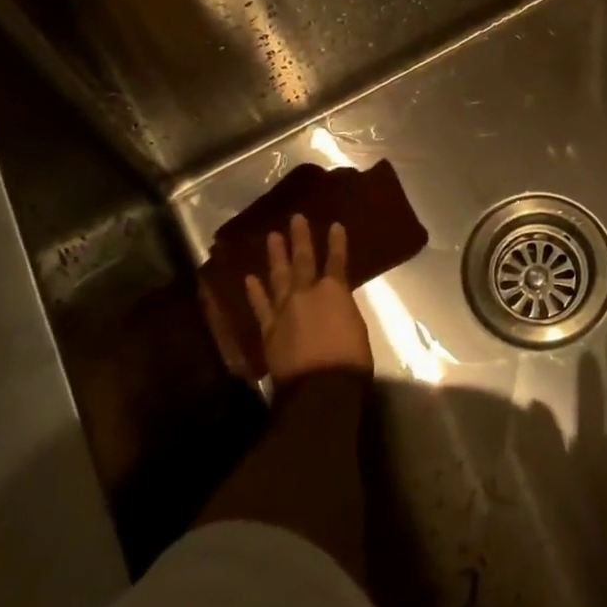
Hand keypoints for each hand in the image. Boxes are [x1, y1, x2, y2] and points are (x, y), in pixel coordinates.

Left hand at [245, 215, 372, 388]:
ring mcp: (285, 309)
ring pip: (279, 276)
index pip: (337, 260)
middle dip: (301, 238)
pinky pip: (261, 306)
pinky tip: (250, 278)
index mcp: (335, 291)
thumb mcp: (356, 327)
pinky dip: (255, 291)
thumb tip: (335, 305)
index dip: (337, 242)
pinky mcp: (269, 329)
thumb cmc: (350, 359)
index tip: (335, 225)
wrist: (320, 388)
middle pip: (303, 260)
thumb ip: (342, 309)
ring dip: (276, 255)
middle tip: (296, 218)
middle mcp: (307, 293)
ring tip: (272, 236)